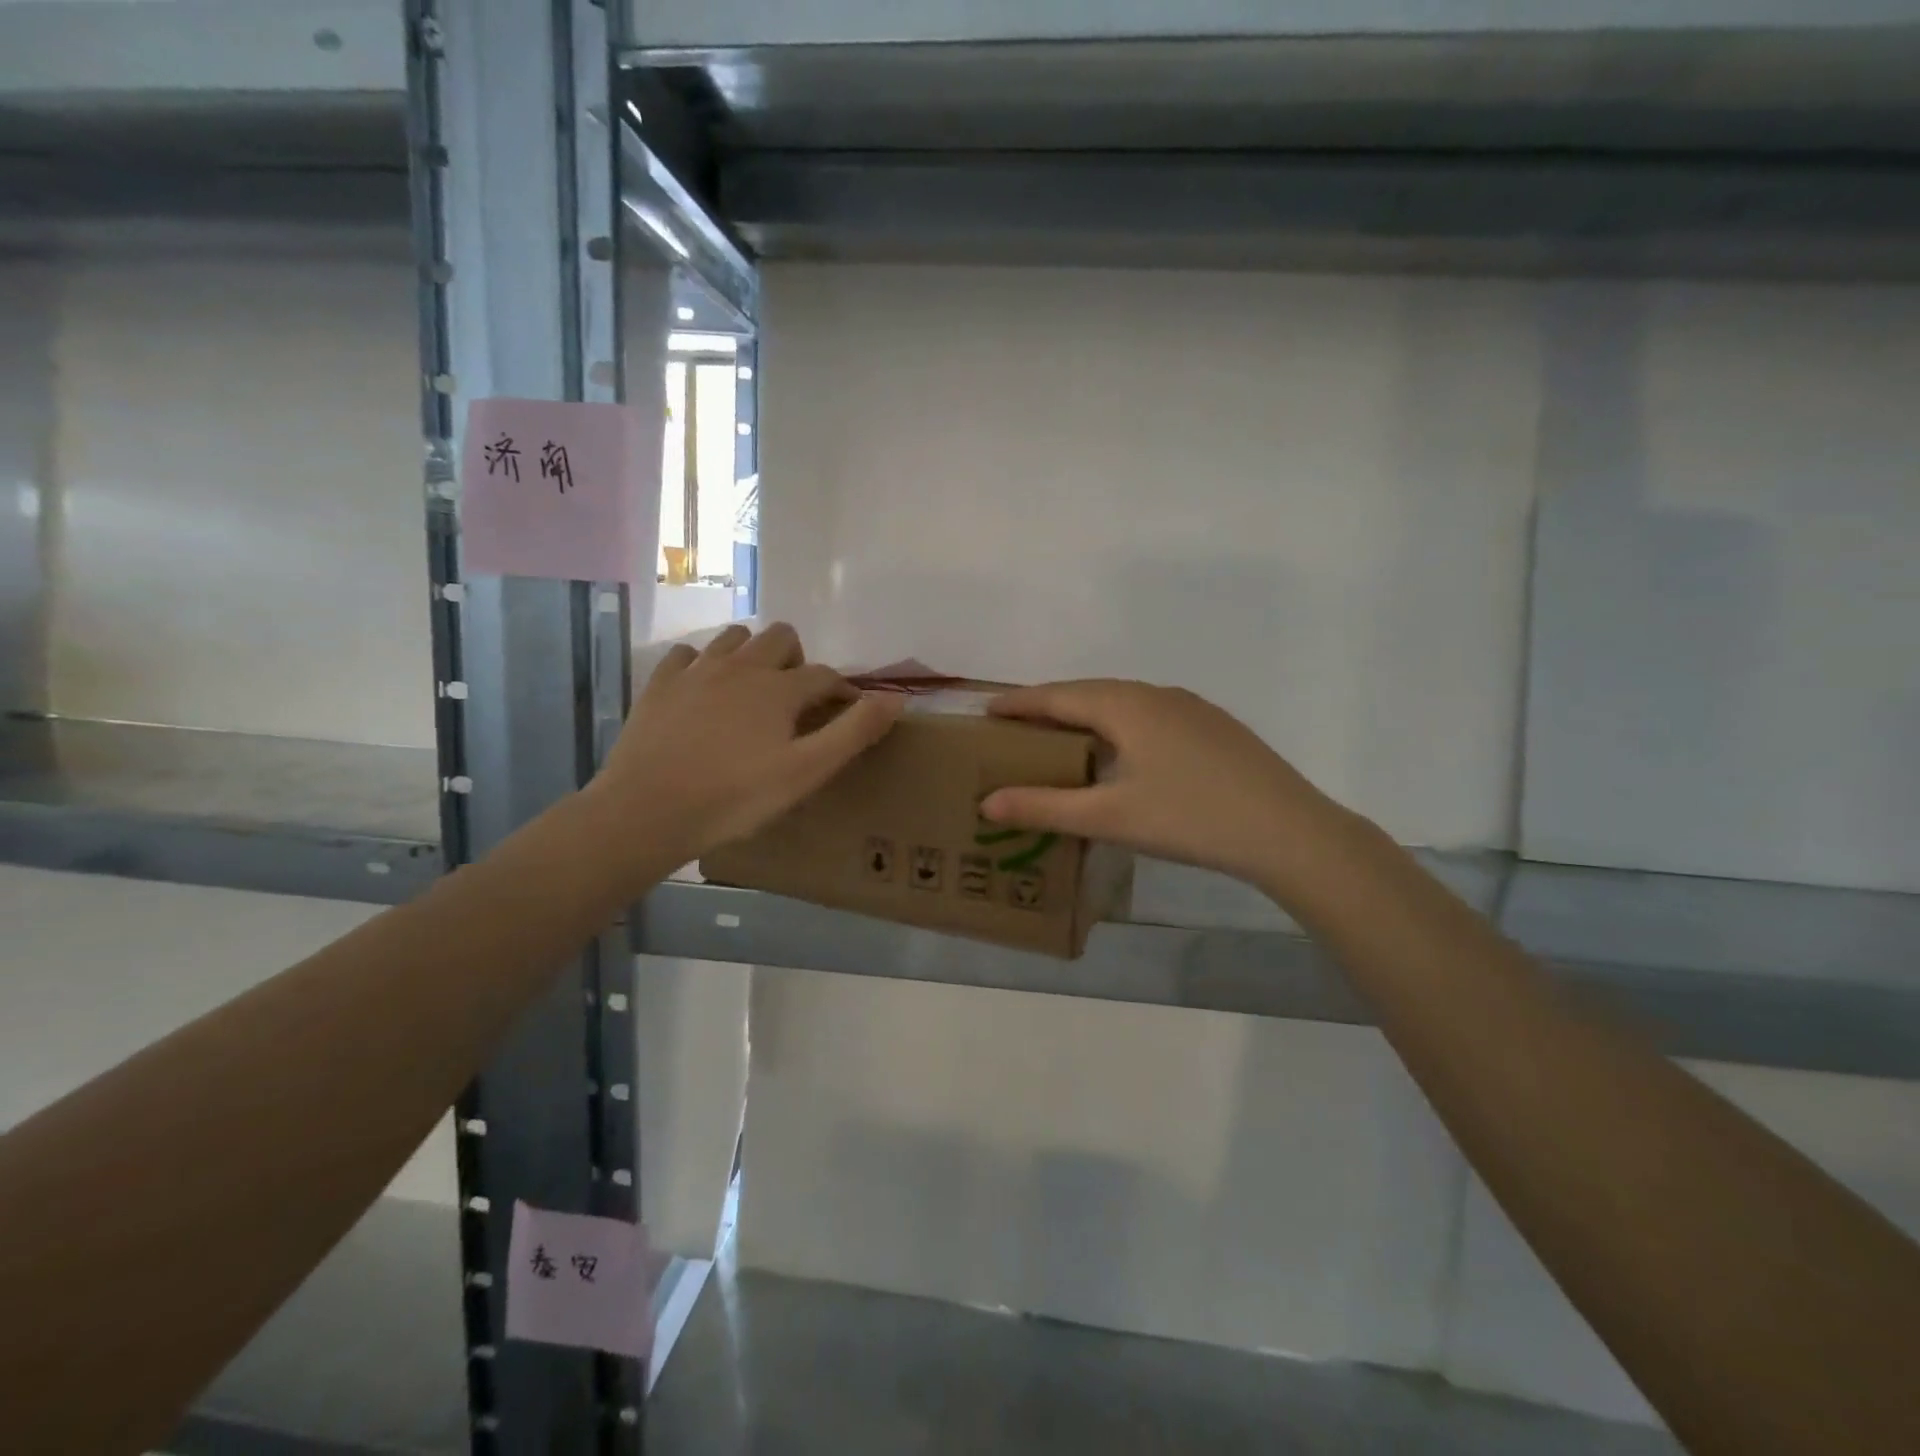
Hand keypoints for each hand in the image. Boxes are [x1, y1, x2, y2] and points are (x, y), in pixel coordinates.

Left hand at [596, 623, 902, 867]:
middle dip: (797, 660)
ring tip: (753, 690)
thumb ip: (854, 732)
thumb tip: (897, 698)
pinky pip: (687, 655)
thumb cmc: (735, 797)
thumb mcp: (806, 772)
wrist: (647, 811)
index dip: (842, 689)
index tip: (847, 710)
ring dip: (752, 654)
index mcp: (778, 687)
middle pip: (780, 637)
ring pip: (734, 638)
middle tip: (796, 700)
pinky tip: (703, 692)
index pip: (823, 674)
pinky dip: (703, 665)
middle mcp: (740, 666)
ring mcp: (695, 671)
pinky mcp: (659, 685)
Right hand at [981, 680, 1352, 900]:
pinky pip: (1151, 716)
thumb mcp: (1109, 817)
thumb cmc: (1190, 819)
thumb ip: (1044, 807)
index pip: (1058, 696)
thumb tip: (986, 802)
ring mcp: (1192, 709)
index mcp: (1127, 706)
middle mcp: (1158, 695)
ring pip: (1124, 703)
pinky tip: (1124, 754)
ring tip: (1063, 738)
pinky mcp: (1215, 728)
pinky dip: (1121, 727)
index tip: (986, 709)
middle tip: (1018, 727)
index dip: (1019, 703)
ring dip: (1088, 715)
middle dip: (1050, 706)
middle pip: (1090, 693)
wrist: (1288, 831)